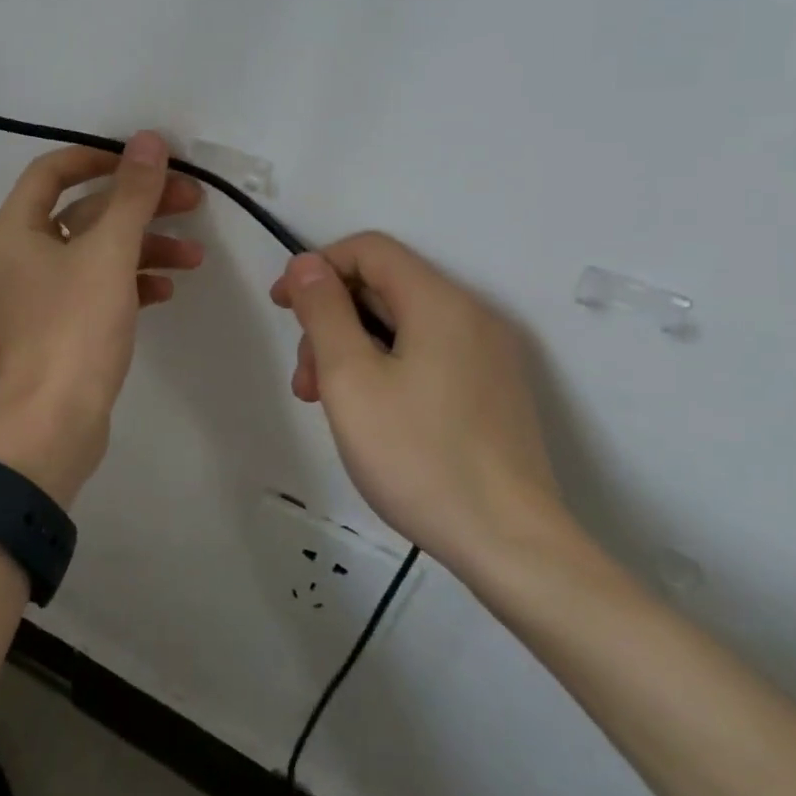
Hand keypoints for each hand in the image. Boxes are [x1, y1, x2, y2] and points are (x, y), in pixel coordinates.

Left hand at [0, 131, 203, 504]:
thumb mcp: (109, 254)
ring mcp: (39, 296)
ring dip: (144, 246)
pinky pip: (97, 288)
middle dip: (138, 205)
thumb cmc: (74, 329)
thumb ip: (132, 194)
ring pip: (96, 253)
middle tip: (192, 201)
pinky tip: (167, 288)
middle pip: (83, 212)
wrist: (53, 425)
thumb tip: (148, 140)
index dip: (100, 158)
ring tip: (194, 256)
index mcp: (14, 232)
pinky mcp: (60, 328)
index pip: (52, 172)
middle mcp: (19, 258)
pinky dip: (131, 282)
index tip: (146, 161)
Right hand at [269, 232, 569, 582]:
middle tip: (305, 379)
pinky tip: (368, 414)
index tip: (283, 308)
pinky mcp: (493, 390)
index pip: (369, 250)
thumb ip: (324, 312)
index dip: (317, 267)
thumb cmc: (418, 456)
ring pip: (403, 326)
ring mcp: (489, 355)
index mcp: (440, 302)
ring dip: (354, 349)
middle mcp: (472, 315)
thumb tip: (306, 264)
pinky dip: (386, 367)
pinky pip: (427, 355)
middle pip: (384, 288)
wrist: (512, 546)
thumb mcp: (351, 379)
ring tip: (326, 404)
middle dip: (331, 319)